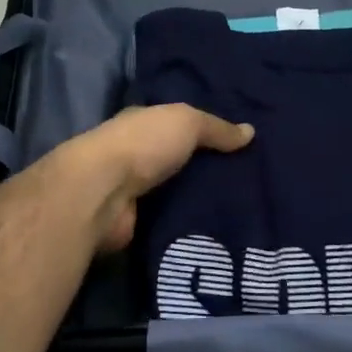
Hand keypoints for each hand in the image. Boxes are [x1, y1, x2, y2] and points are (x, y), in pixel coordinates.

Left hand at [57, 104, 253, 251]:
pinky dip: (187, 224)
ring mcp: (133, 190)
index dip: (202, 131)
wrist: (102, 193)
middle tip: (248, 181)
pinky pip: (169, 220)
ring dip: (198, 199)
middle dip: (204, 168)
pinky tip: (217, 229)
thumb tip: (250, 132)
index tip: (235, 144)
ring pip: (174, 192)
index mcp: (142, 123)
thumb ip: (217, 128)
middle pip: (176, 160)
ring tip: (241, 208)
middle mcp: (135, 154)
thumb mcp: (187, 122)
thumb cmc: (143, 144)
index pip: (174, 124)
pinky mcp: (135, 222)